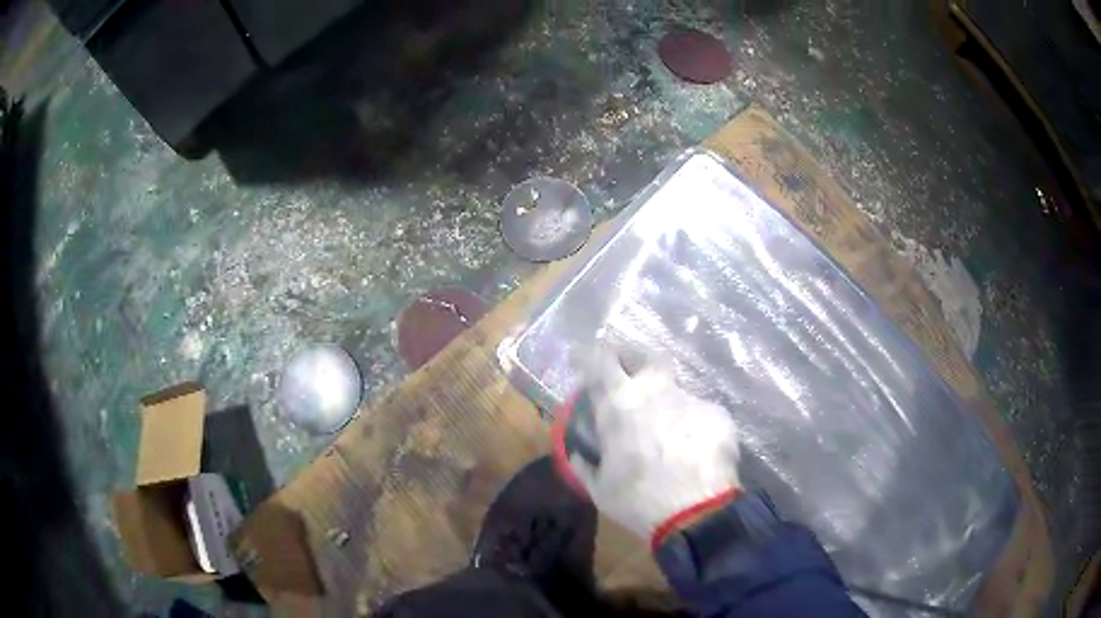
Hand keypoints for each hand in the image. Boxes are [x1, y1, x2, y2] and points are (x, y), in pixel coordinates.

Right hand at [554, 346, 742, 546]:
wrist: (696, 512)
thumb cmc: (637, 499)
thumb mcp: (599, 488)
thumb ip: (585, 465)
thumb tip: (578, 454)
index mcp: (620, 404)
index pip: (601, 361)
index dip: (592, 355)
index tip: (586, 358)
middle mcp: (655, 391)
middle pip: (646, 356)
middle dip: (637, 360)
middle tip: (631, 378)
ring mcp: (690, 399)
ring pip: (676, 390)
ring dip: (667, 405)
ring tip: (668, 434)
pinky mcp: (717, 413)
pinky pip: (699, 413)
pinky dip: (692, 427)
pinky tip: (694, 451)